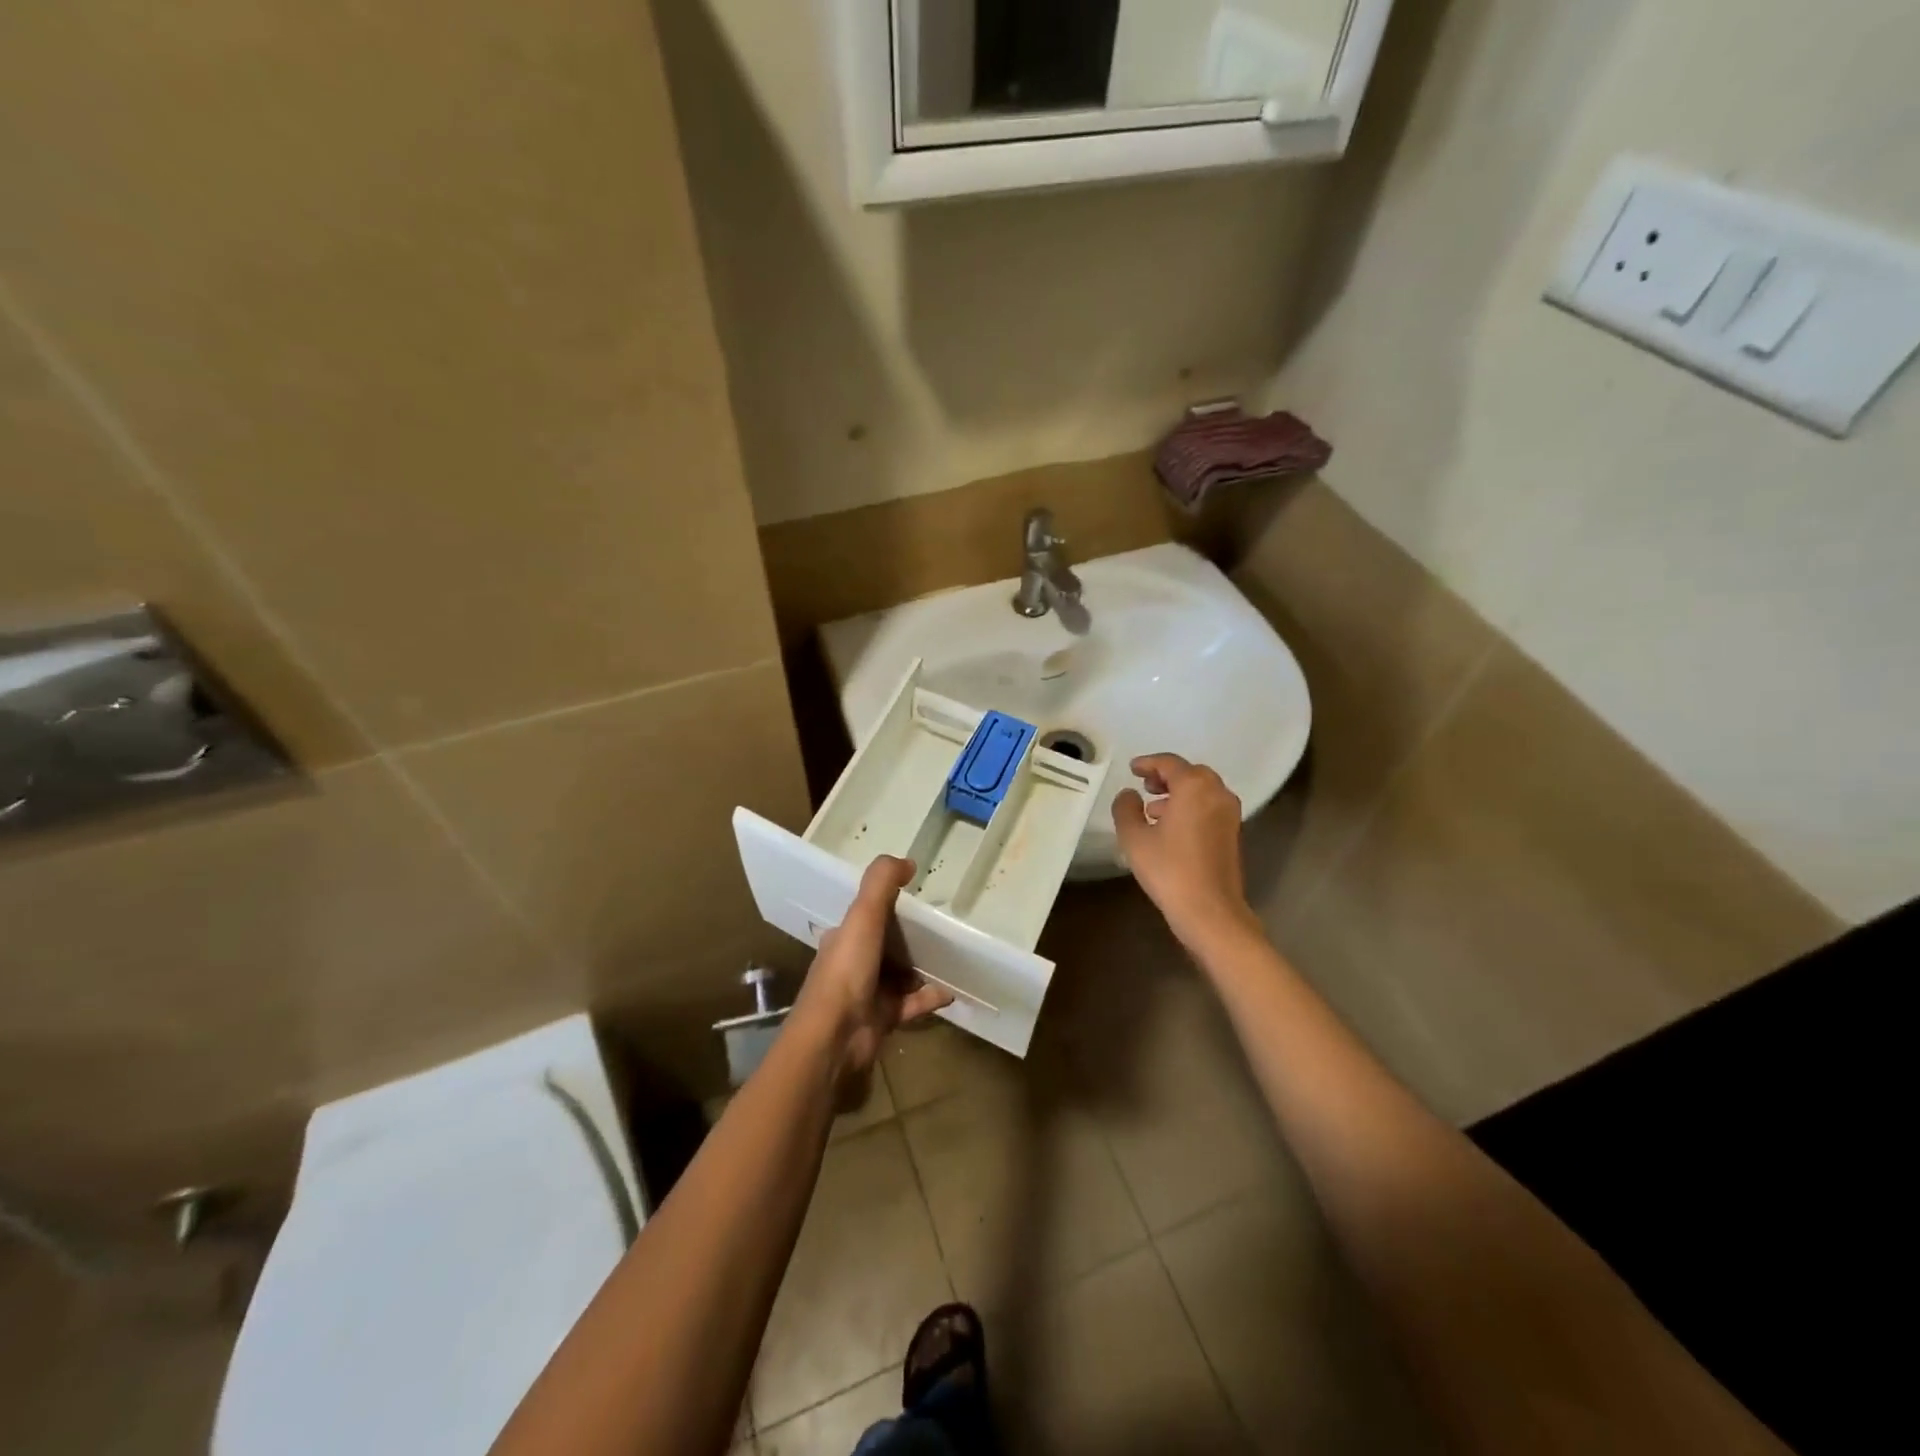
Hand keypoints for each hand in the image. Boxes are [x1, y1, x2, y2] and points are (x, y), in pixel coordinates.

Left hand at [793, 855, 952, 1081]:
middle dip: (912, 937)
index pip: (868, 915)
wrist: (835, 1038)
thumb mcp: (863, 917)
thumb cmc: (847, 971)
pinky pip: (912, 1003)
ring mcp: (868, 993)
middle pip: (887, 944)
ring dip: (924, 967)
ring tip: (954, 956)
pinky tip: (952, 991)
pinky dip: (930, 996)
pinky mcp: (883, 1019)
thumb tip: (907, 861)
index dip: (891, 904)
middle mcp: (854, 963)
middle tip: (946, 926)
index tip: (920, 896)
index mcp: (844, 937)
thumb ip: (881, 884)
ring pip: (901, 974)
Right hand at [1113, 754, 1260, 953]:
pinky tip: (1171, 828)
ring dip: (1179, 793)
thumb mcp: (1134, 838)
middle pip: (1190, 773)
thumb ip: (1126, 808)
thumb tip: (1129, 794)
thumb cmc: (1169, 869)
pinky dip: (1191, 807)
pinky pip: (1209, 807)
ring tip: (1153, 809)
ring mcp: (1229, 814)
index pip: (1169, 763)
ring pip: (1202, 791)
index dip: (1148, 763)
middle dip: (1167, 776)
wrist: (1210, 910)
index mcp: (1194, 787)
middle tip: (1145, 785)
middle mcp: (1217, 793)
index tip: (1132, 768)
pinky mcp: (1232, 834)